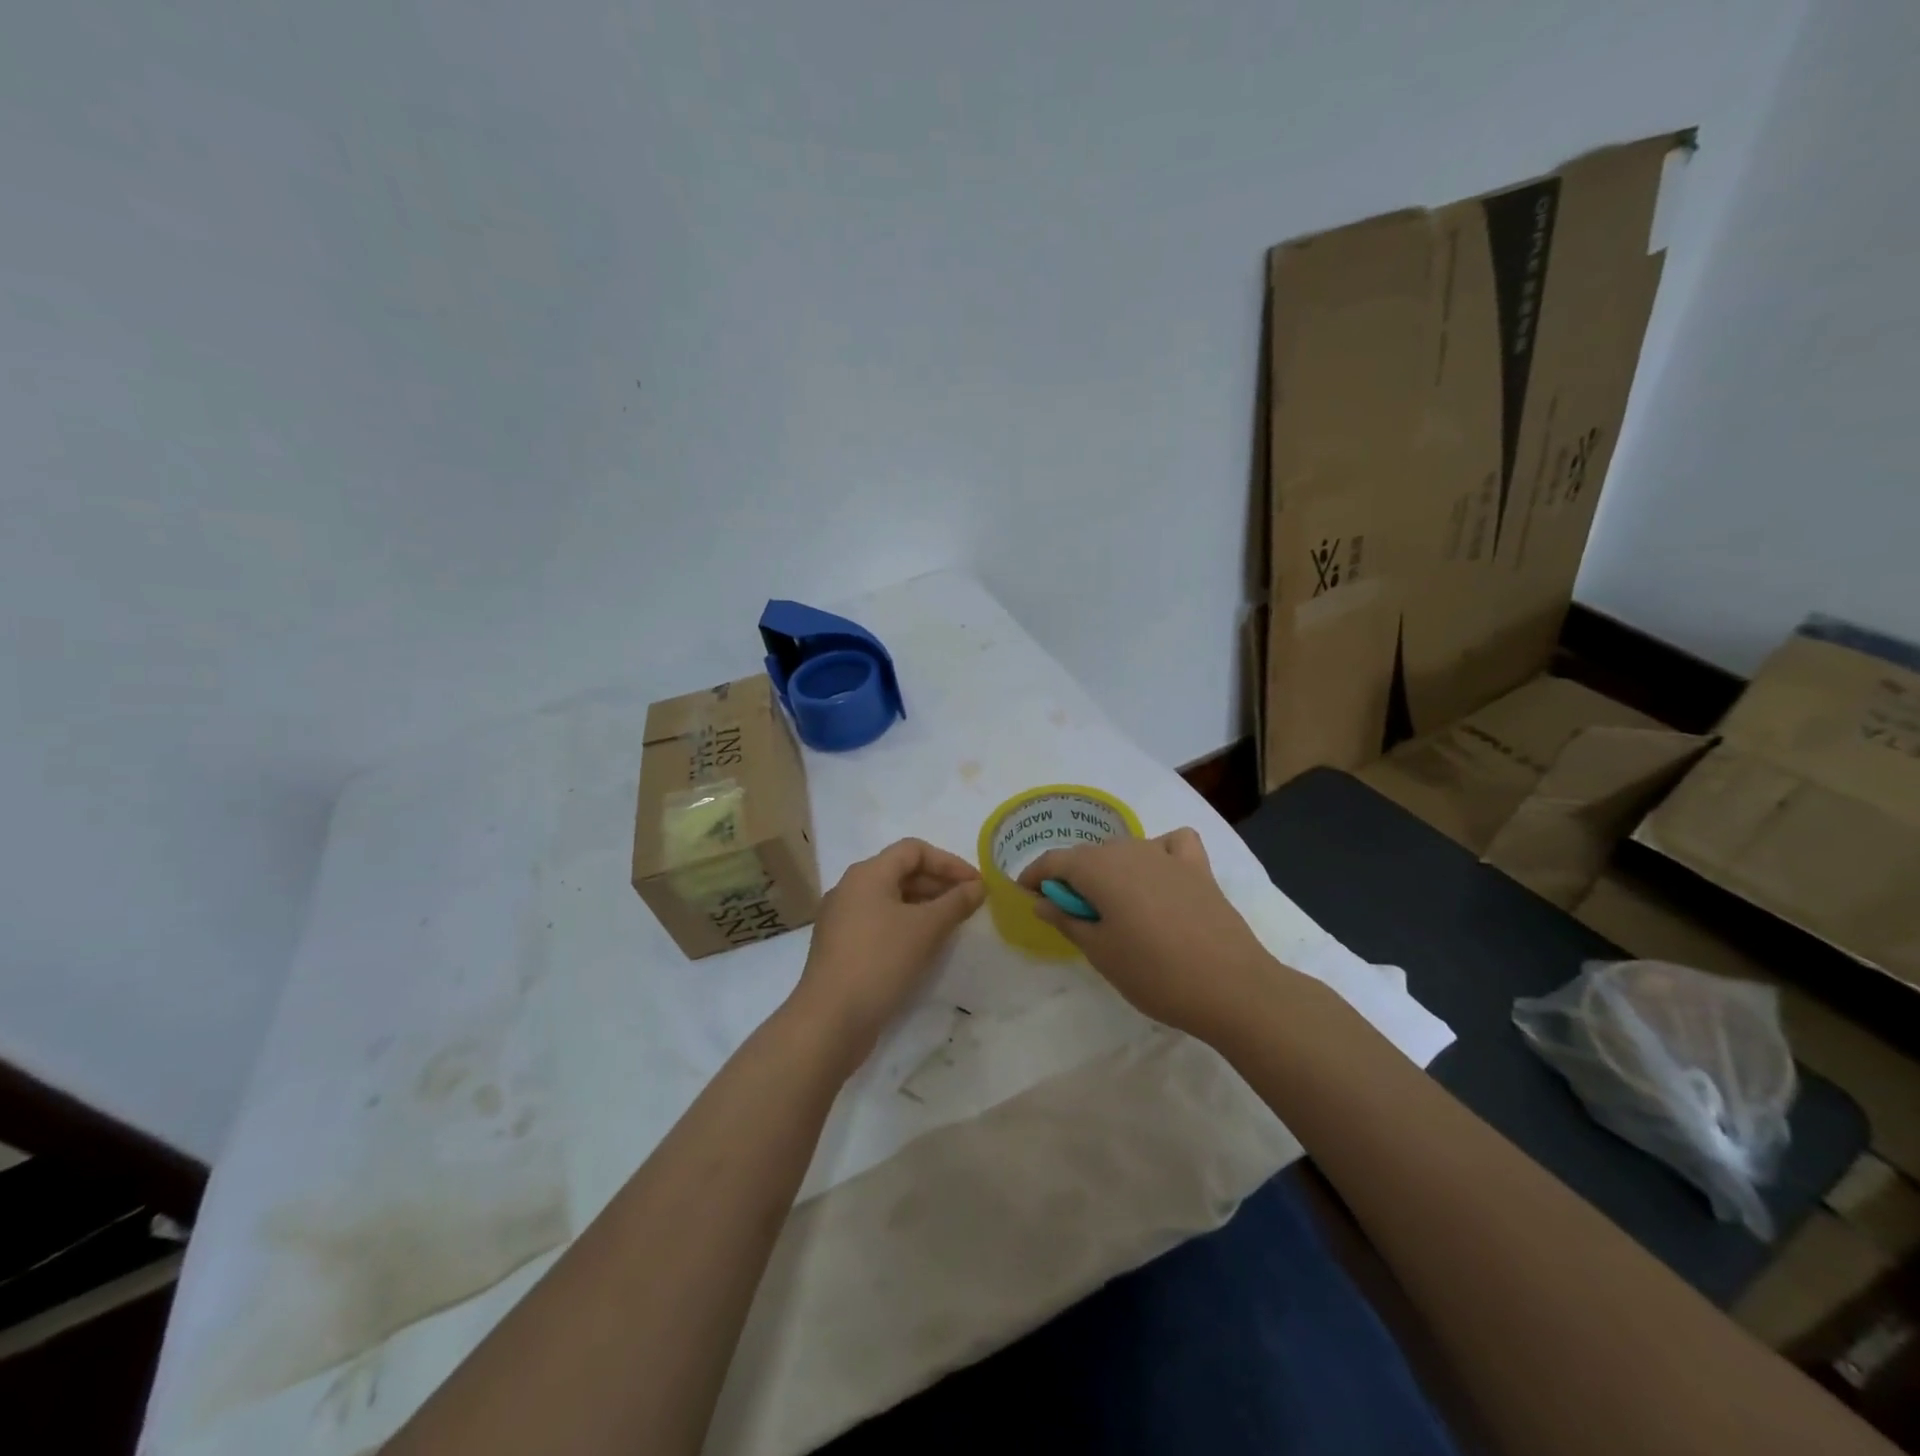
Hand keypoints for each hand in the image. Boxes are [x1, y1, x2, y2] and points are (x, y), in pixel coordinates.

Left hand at [789, 837, 985, 1068]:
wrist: (830, 1020)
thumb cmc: (880, 962)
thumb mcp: (926, 929)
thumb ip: (955, 903)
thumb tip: (977, 887)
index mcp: (867, 874)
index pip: (913, 850)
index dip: (949, 862)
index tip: (976, 884)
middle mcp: (850, 888)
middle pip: (900, 872)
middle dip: (938, 884)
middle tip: (968, 905)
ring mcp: (841, 918)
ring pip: (890, 899)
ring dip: (923, 906)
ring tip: (951, 926)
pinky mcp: (840, 946)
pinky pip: (879, 922)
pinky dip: (905, 925)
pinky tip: (923, 947)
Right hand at [1018, 828, 1274, 1039]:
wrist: (1231, 987)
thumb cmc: (1154, 974)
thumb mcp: (1100, 952)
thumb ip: (1067, 919)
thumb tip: (1042, 900)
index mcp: (1099, 869)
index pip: (1054, 862)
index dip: (1035, 876)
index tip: (1026, 895)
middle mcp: (1129, 850)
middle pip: (1089, 855)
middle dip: (1072, 877)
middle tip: (1069, 912)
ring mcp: (1167, 855)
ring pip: (1125, 850)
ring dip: (1110, 869)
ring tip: (1113, 905)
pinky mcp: (1198, 868)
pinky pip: (1171, 845)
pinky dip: (1158, 852)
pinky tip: (1159, 875)